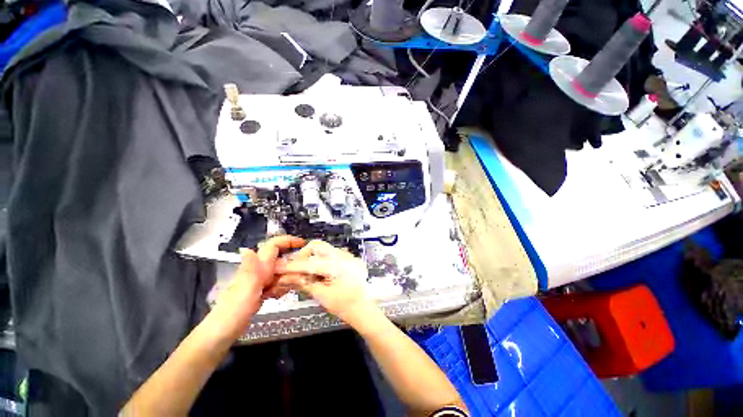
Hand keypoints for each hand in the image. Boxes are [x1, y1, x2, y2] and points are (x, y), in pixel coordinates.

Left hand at [209, 235, 304, 339]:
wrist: (220, 335)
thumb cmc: (232, 313)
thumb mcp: (243, 292)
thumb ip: (249, 271)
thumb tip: (247, 248)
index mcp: (256, 268)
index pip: (273, 246)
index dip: (288, 241)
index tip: (303, 243)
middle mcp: (258, 271)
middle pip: (281, 258)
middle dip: (292, 265)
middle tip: (299, 275)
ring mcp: (259, 281)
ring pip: (281, 272)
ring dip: (287, 279)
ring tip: (280, 291)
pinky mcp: (260, 291)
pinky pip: (278, 283)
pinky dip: (281, 288)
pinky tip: (276, 297)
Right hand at [272, 240, 376, 327]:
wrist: (365, 309)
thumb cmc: (344, 306)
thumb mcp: (322, 295)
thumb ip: (303, 283)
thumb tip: (285, 278)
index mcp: (336, 265)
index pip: (308, 263)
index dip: (291, 266)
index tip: (276, 267)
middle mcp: (342, 255)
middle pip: (317, 246)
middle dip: (303, 256)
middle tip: (296, 269)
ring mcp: (347, 255)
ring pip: (324, 249)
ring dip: (312, 258)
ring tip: (307, 273)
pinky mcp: (349, 258)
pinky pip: (331, 254)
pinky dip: (321, 260)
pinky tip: (319, 273)